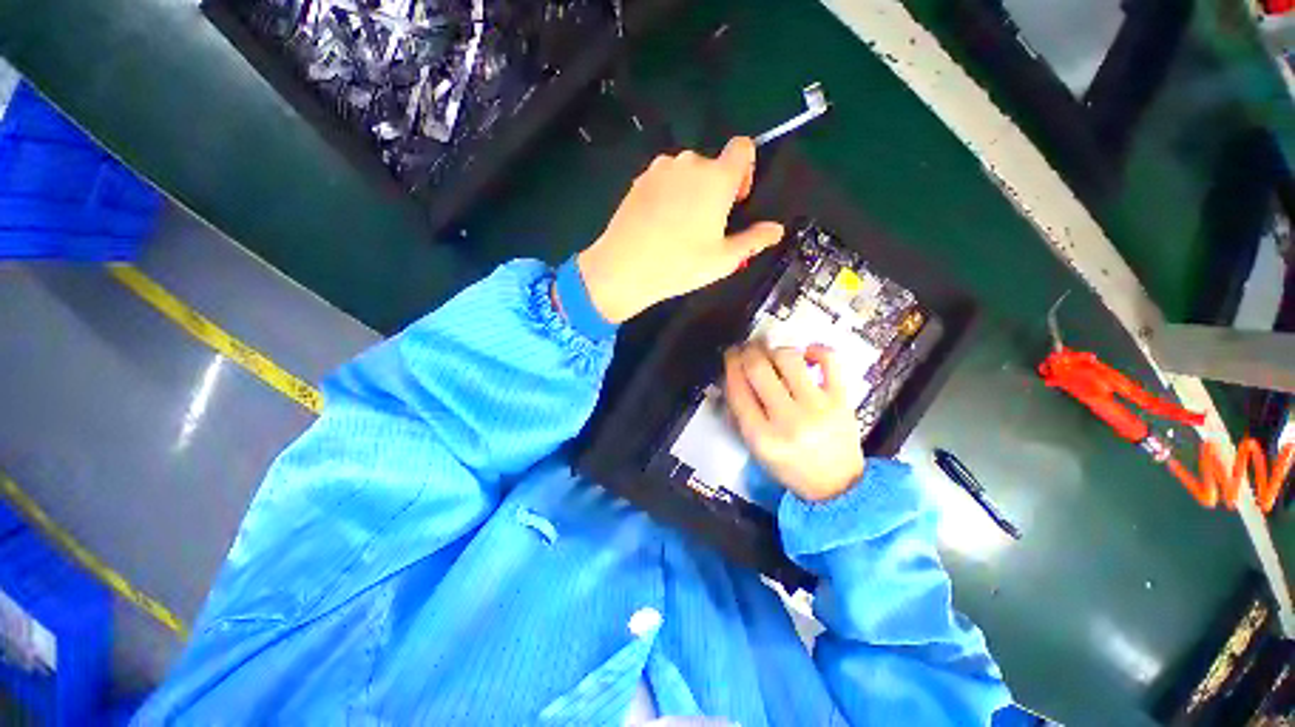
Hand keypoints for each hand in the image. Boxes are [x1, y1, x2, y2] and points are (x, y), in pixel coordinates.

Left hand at [576, 137, 784, 322]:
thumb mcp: (723, 259)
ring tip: (681, 227)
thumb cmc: (679, 264)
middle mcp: (689, 163)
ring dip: (691, 191)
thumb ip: (754, 240)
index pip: (743, 147)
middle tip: (707, 225)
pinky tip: (659, 224)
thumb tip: (777, 230)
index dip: (746, 170)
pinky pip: (663, 180)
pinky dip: (669, 194)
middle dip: (716, 188)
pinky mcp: (639, 180)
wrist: (624, 268)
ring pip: (686, 172)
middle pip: (713, 164)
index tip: (736, 199)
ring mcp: (660, 169)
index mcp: (716, 178)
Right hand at [723, 343, 865, 501]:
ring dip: (774, 350)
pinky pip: (829, 360)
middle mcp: (788, 419)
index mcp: (762, 436)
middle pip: (758, 369)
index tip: (730, 355)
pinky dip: (815, 349)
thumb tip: (734, 375)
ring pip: (788, 358)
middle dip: (747, 351)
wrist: (837, 486)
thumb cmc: (790, 467)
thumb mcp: (756, 448)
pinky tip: (805, 353)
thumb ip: (741, 414)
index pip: (737, 389)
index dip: (730, 365)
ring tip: (772, 354)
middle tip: (747, 347)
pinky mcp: (841, 399)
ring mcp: (817, 407)